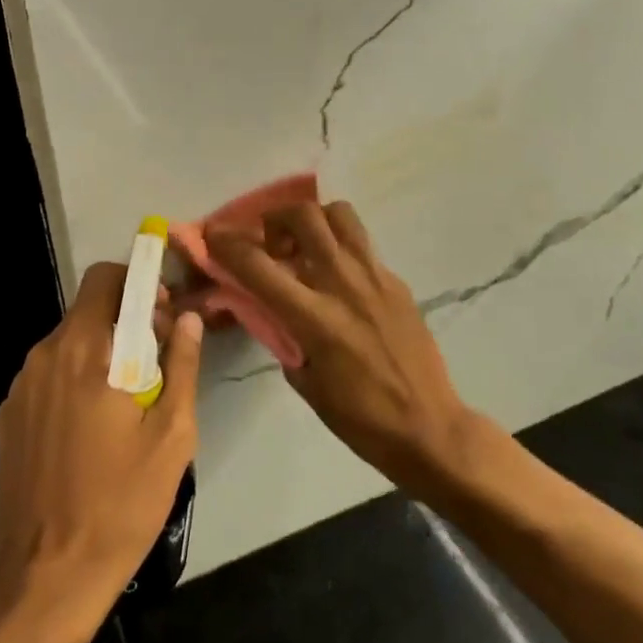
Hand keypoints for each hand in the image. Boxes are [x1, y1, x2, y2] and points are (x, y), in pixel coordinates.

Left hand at [0, 262, 202, 642]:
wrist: (46, 578)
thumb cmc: (121, 504)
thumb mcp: (171, 436)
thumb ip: (181, 365)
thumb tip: (188, 318)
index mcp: (83, 351)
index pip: (105, 279)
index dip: (138, 284)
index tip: (163, 316)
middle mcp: (44, 355)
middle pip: (87, 310)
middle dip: (124, 321)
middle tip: (154, 364)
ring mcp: (20, 386)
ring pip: (67, 343)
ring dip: (99, 353)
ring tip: (125, 404)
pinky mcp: (7, 415)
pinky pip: (48, 376)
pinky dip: (73, 381)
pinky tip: (89, 431)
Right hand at [206, 201, 480, 489]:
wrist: (430, 428)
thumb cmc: (360, 418)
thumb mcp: (305, 382)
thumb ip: (283, 335)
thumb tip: (269, 307)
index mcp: (315, 317)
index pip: (258, 264)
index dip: (227, 242)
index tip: (212, 234)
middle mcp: (343, 284)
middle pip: (303, 216)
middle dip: (274, 218)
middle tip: (269, 242)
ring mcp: (375, 277)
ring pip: (339, 214)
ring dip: (313, 220)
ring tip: (305, 245)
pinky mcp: (396, 281)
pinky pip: (362, 245)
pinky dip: (340, 247)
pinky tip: (338, 278)